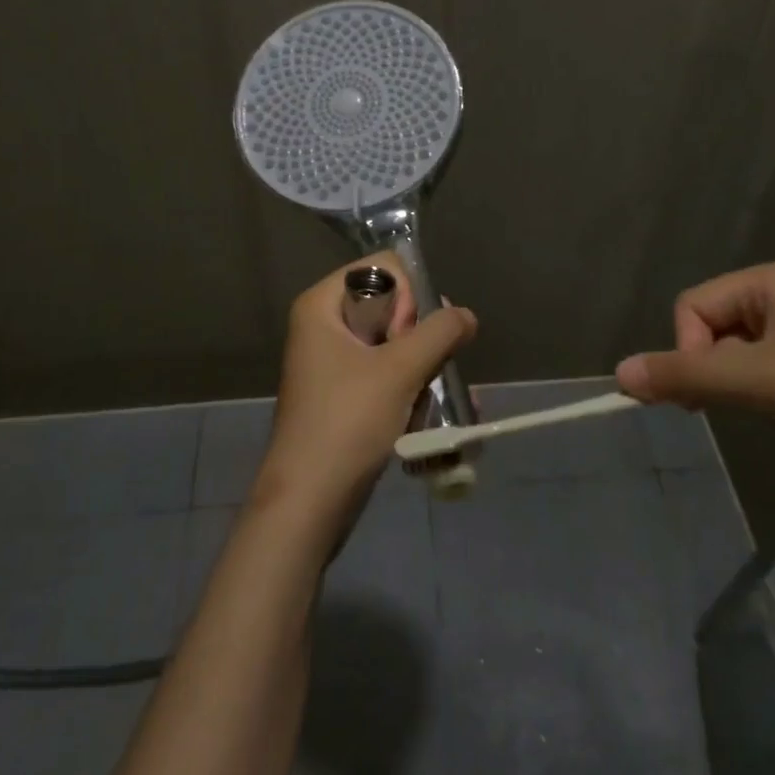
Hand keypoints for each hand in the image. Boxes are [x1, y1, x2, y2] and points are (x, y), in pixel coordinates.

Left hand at [253, 254, 477, 521]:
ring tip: (434, 400)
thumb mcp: (400, 371)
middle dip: (420, 337)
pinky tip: (427, 419)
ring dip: (421, 368)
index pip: (384, 268)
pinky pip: (386, 374)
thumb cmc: (347, 423)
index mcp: (322, 304)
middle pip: (391, 305)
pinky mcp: (343, 395)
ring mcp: (332, 362)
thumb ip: (440, 333)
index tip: (410, 337)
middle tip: (425, 370)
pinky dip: (409, 389)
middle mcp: (323, 325)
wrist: (307, 505)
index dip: (408, 297)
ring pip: (393, 343)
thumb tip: (466, 315)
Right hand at [616, 261, 774, 495]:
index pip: (692, 306)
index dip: (689, 350)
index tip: (711, 394)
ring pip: (738, 354)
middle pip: (713, 328)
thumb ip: (687, 377)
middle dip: (715, 369)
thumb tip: (619, 374)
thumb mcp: (763, 382)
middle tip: (741, 406)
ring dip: (741, 385)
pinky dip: (766, 394)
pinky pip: (768, 370)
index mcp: (771, 280)